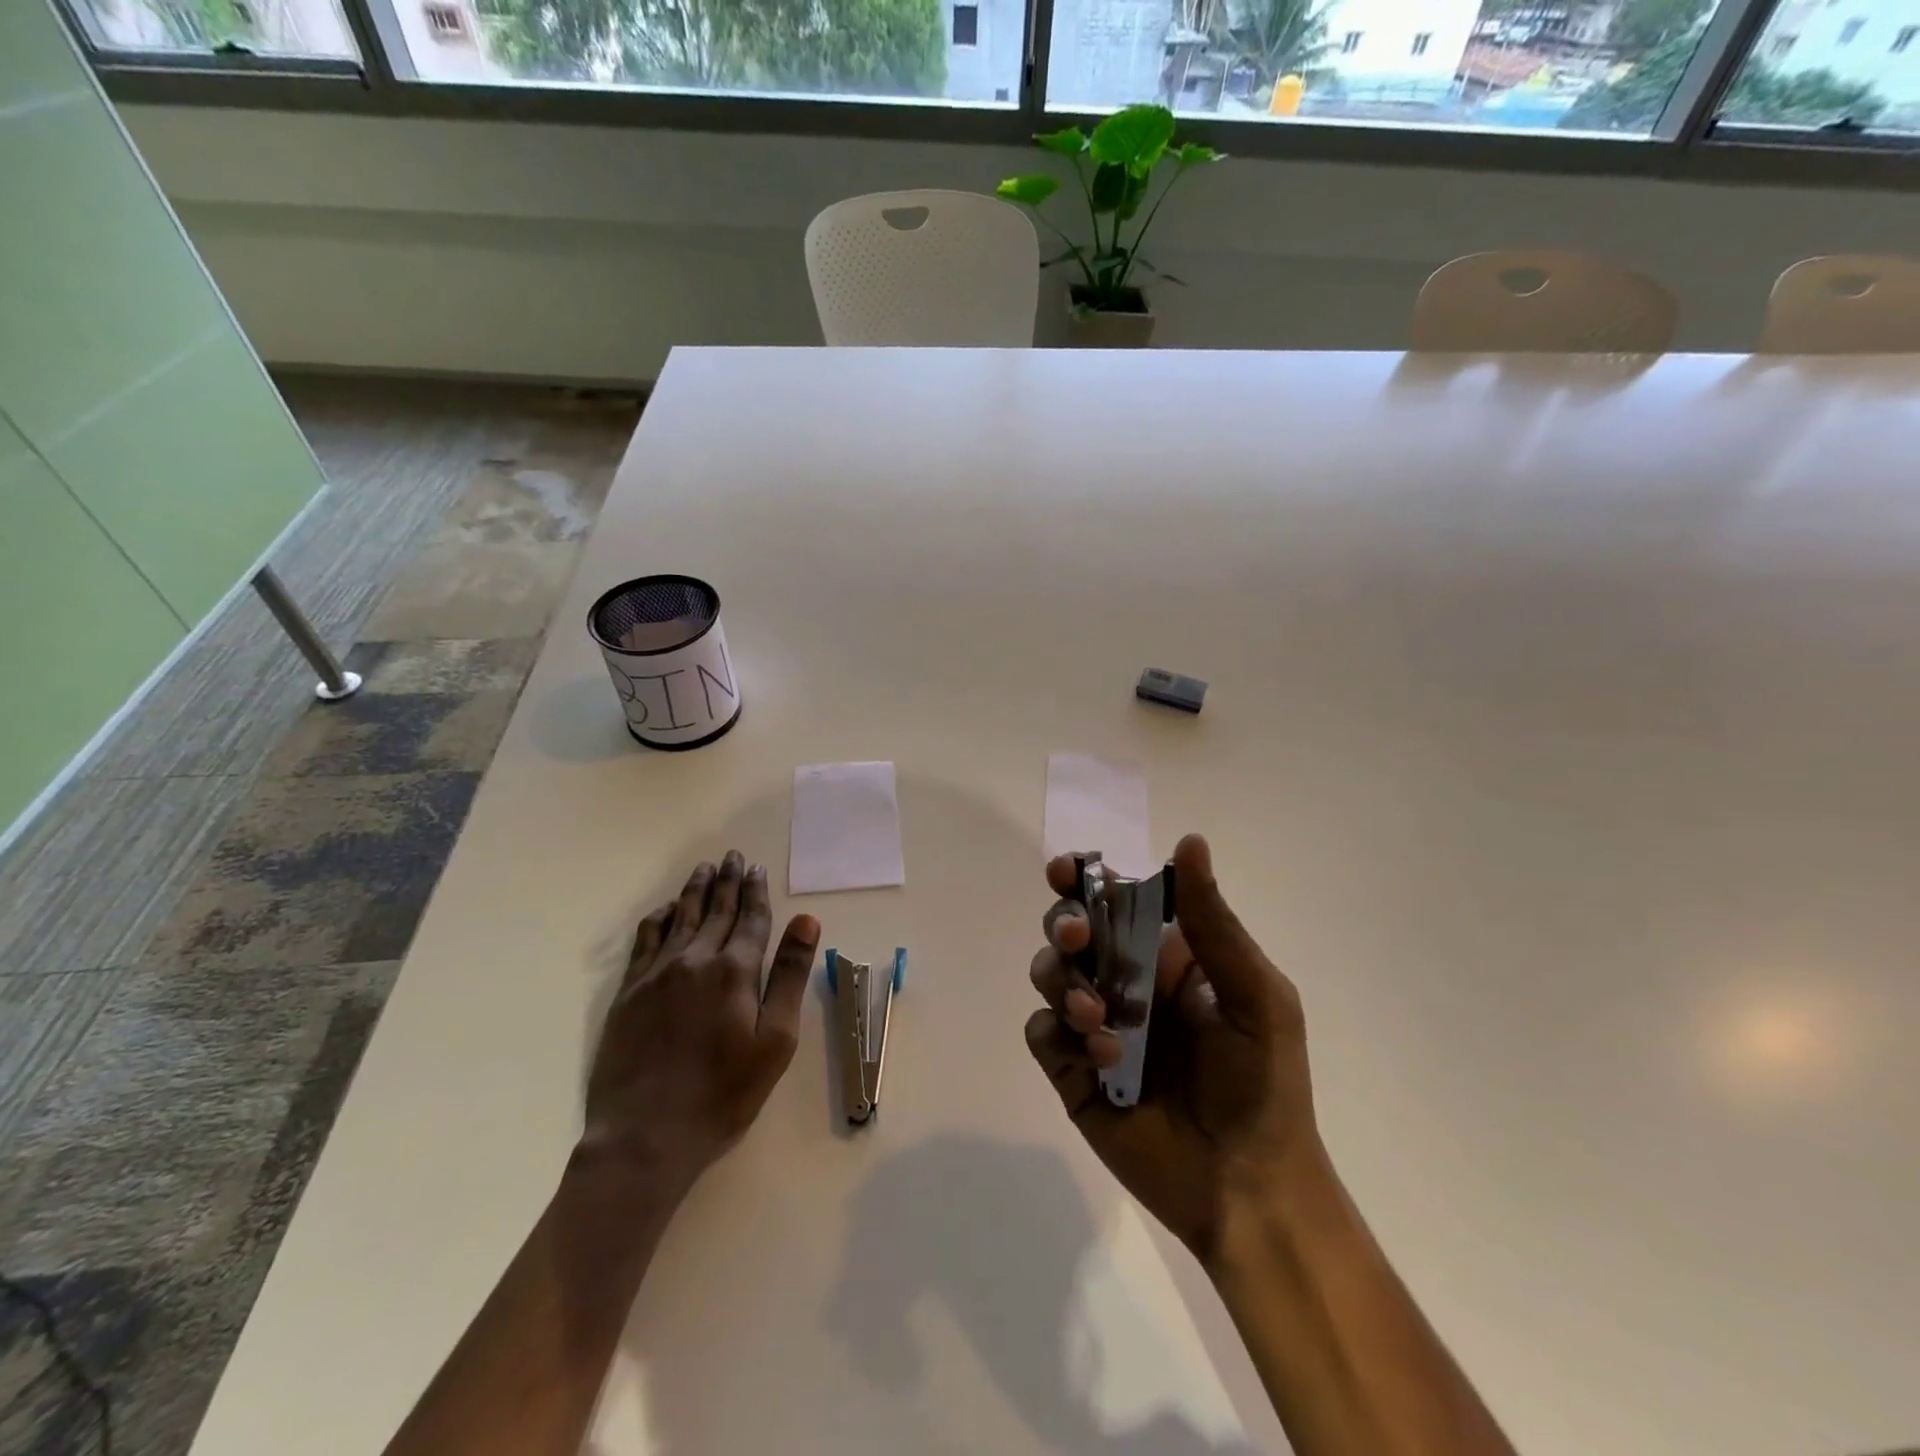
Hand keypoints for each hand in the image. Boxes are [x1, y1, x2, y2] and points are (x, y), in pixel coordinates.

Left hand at [583, 851, 819, 1187]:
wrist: (644, 1136)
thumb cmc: (723, 1093)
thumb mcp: (774, 1040)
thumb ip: (789, 975)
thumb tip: (807, 920)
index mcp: (734, 971)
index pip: (751, 919)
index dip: (755, 892)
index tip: (756, 868)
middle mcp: (694, 960)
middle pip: (715, 910)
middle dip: (726, 881)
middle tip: (732, 857)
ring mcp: (656, 974)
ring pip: (679, 918)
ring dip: (694, 891)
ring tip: (703, 870)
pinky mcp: (628, 992)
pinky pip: (645, 940)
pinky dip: (658, 918)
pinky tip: (664, 910)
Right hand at [1024, 833, 1318, 1266]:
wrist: (1248, 1190)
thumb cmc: (1263, 1085)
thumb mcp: (1255, 996)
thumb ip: (1214, 923)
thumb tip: (1189, 841)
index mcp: (1165, 957)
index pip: (1115, 900)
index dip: (1084, 879)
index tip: (1066, 870)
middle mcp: (1124, 983)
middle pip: (1070, 930)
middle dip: (1065, 924)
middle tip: (1078, 939)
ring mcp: (1094, 1027)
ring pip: (1049, 975)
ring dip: (1064, 983)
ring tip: (1098, 1018)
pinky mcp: (1072, 1072)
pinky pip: (1041, 1033)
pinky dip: (1060, 1035)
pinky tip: (1102, 1060)